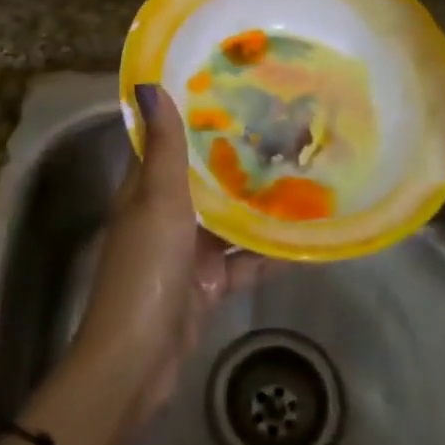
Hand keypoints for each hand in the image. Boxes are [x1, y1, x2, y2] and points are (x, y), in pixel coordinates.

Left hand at [71, 84, 277, 425]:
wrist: (138, 362)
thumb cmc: (146, 270)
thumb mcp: (157, 202)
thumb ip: (164, 148)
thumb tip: (147, 85)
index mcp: (145, 189)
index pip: (166, 139)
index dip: (192, 112)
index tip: (229, 83)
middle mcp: (165, 213)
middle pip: (203, 176)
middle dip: (238, 154)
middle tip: (284, 122)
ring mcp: (188, 251)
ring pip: (228, 217)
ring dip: (259, 202)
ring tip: (304, 170)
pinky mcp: (208, 284)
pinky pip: (244, 260)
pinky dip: (269, 252)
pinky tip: (306, 236)